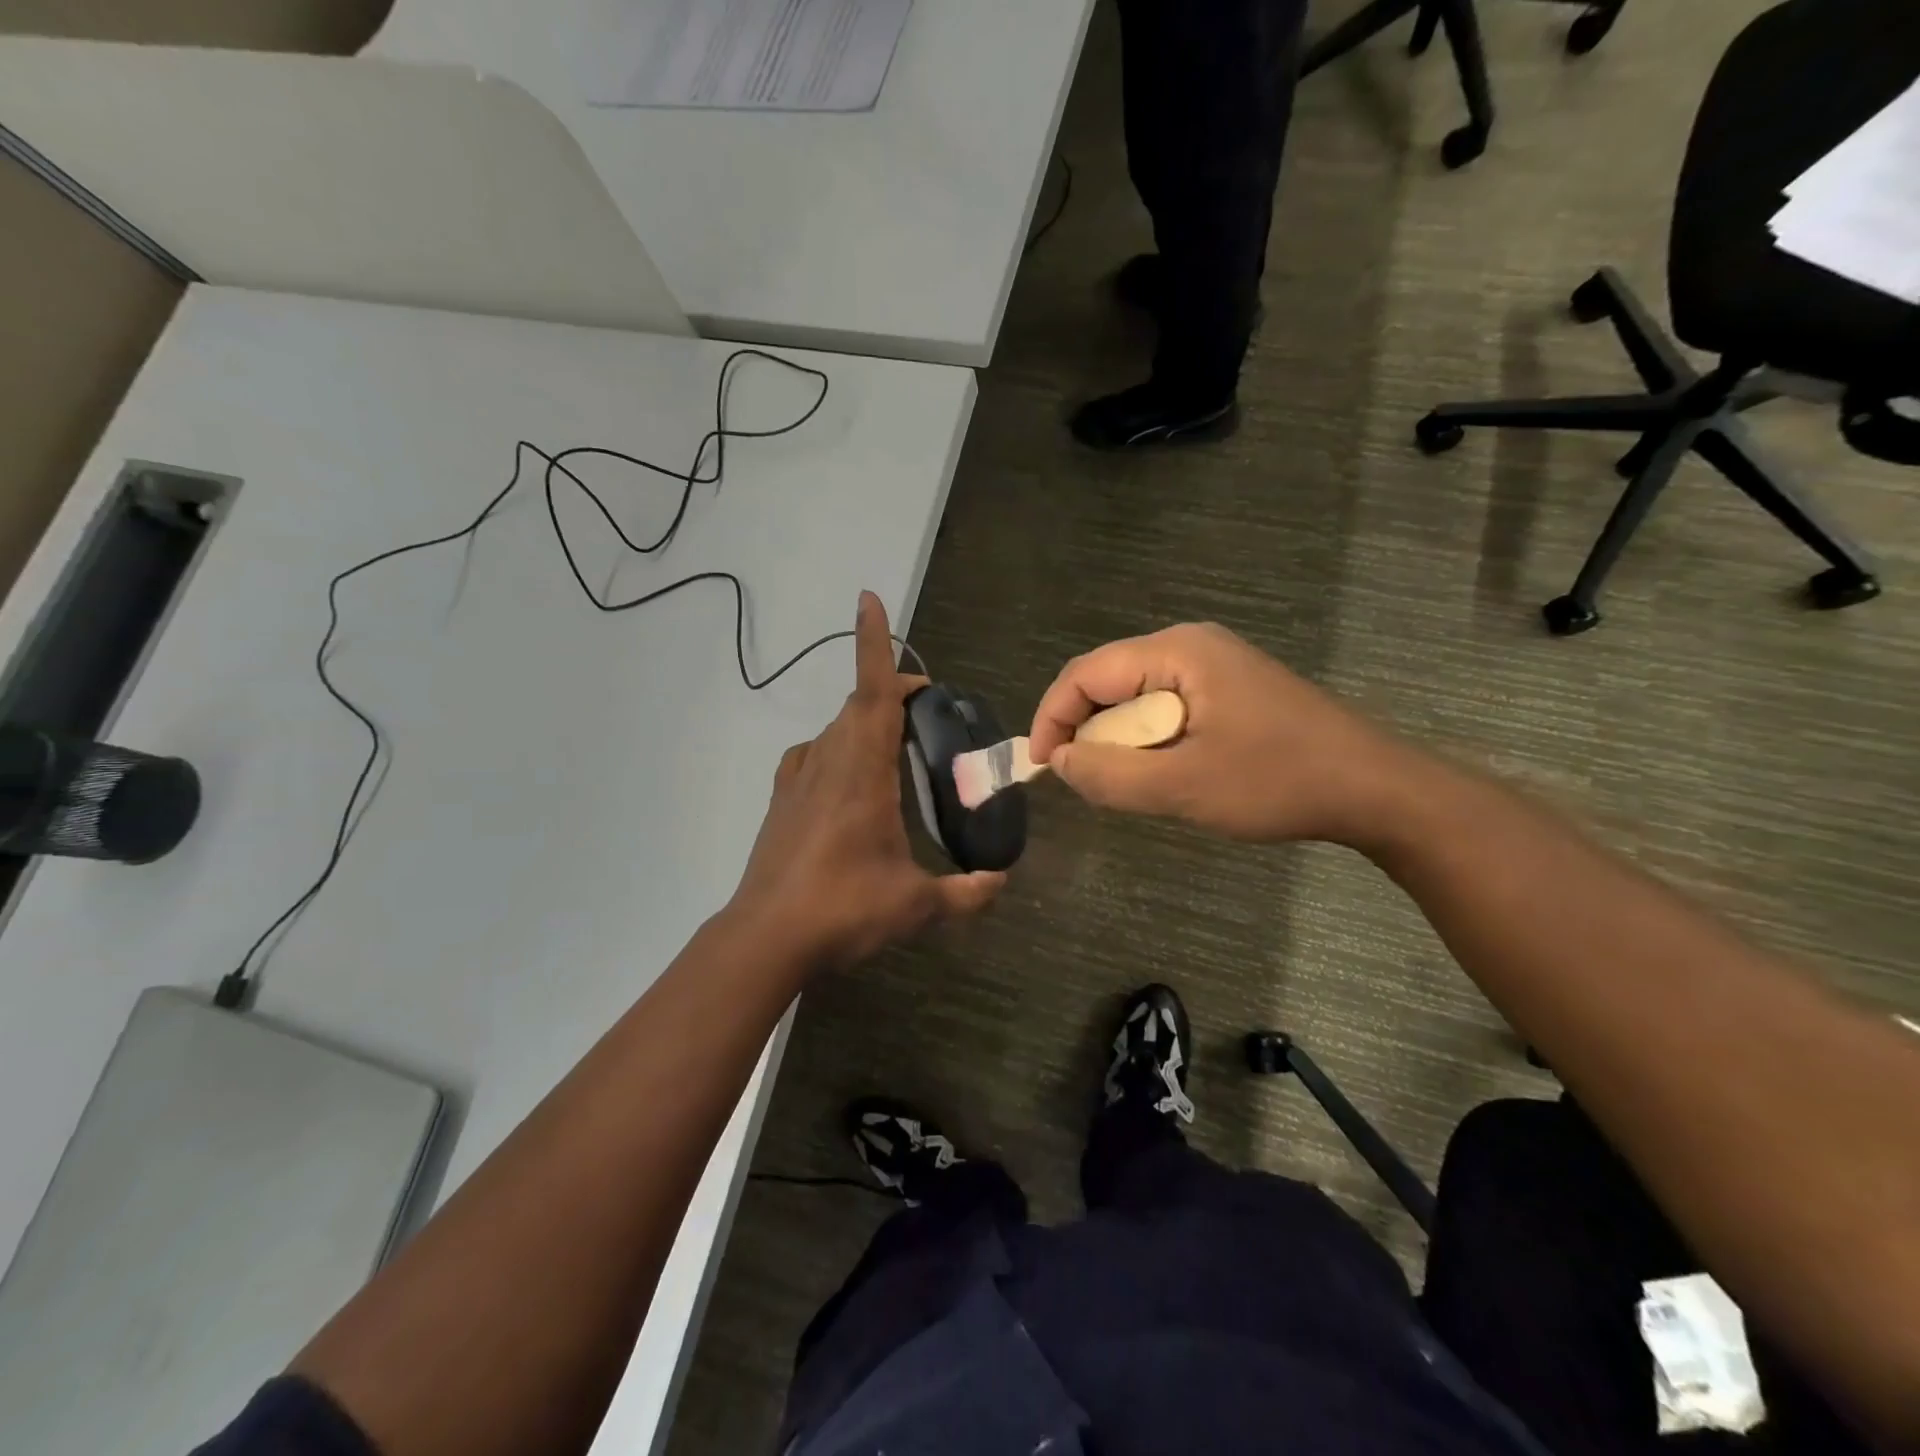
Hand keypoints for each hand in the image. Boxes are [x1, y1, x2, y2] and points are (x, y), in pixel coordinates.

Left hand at [729, 592, 1005, 970]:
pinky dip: (837, 747)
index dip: (873, 643)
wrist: (765, 938)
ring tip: (897, 746)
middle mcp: (828, 761)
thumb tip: (1002, 880)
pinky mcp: (782, 800)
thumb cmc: (842, 910)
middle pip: (858, 703)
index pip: (871, 691)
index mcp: (862, 772)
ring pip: (836, 728)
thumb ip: (966, 893)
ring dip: (866, 721)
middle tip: (928, 712)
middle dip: (892, 692)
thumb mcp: (915, 905)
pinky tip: (849, 777)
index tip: (869, 600)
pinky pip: (813, 753)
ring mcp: (798, 779)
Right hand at [1028, 622, 1417, 848]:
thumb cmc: (1277, 782)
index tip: (1043, 768)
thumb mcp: (1183, 787)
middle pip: (1108, 681)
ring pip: (1135, 697)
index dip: (1053, 718)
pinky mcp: (1229, 688)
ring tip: (1124, 782)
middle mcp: (1190, 645)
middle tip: (1085, 781)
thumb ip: (1109, 775)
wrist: (1374, 789)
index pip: (1086, 673)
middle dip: (1086, 731)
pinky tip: (1162, 772)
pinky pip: (1165, 707)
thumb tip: (1060, 762)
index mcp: (1177, 652)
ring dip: (1118, 739)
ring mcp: (1213, 664)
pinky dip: (1148, 740)